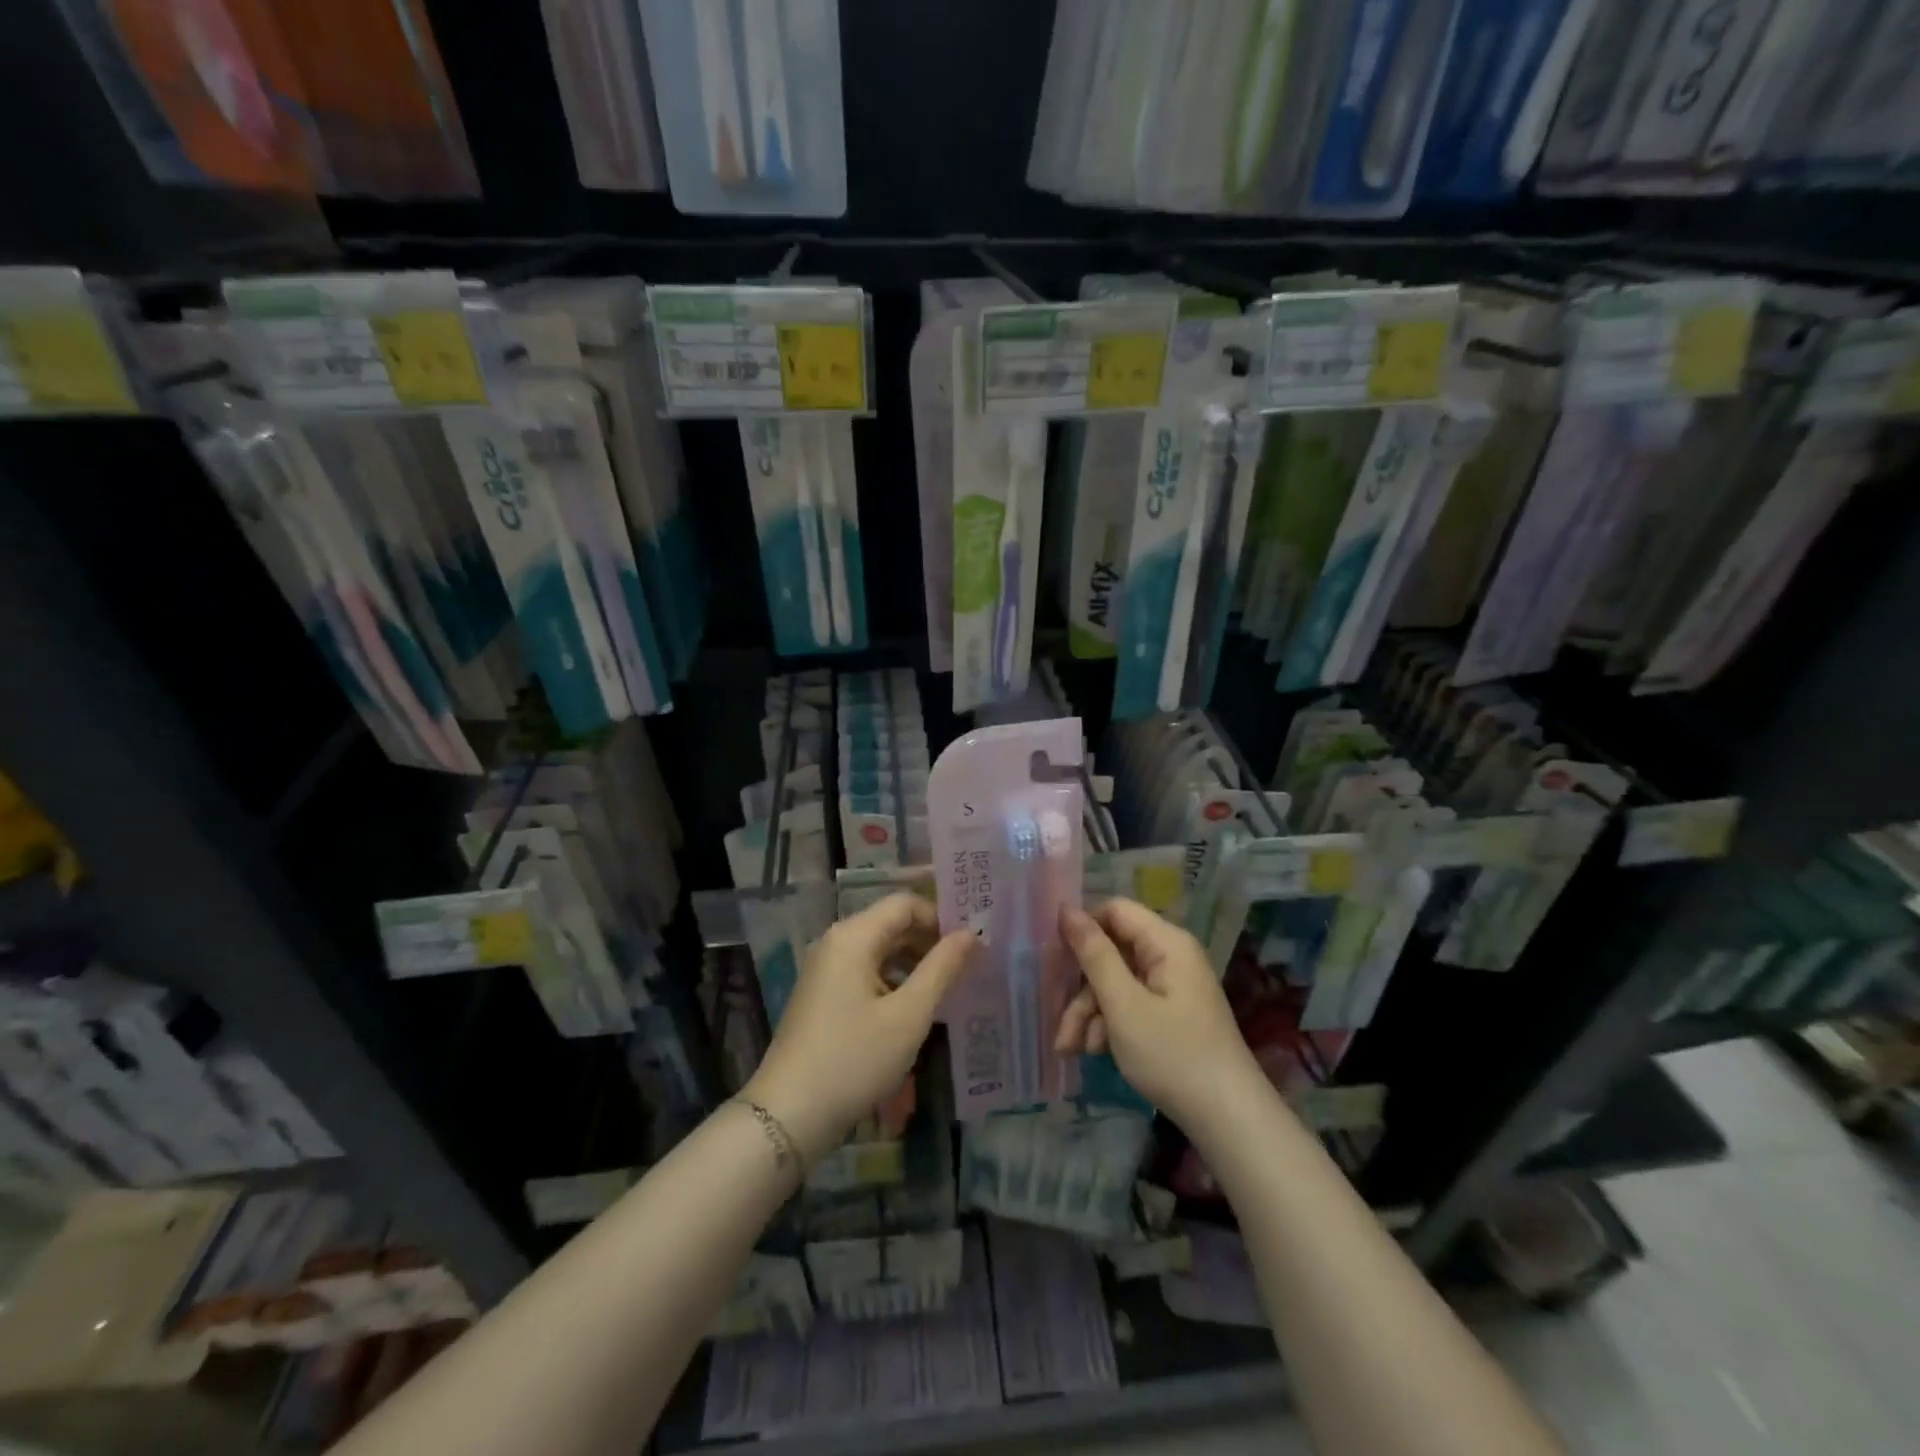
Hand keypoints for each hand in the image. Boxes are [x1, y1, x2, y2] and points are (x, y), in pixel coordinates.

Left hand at [744, 894, 972, 1164]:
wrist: (788, 1115)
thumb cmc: (854, 1059)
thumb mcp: (909, 1016)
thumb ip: (942, 968)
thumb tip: (970, 934)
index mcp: (853, 936)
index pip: (905, 904)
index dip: (940, 917)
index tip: (971, 943)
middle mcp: (836, 943)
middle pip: (891, 924)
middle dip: (929, 941)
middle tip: (967, 966)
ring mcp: (825, 970)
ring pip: (879, 951)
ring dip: (913, 963)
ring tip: (946, 990)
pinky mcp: (822, 996)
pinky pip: (865, 973)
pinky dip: (892, 982)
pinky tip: (912, 1011)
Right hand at [1054, 899, 1262, 1131]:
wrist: (1229, 1120)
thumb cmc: (1173, 1056)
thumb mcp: (1123, 1005)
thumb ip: (1094, 955)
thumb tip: (1066, 909)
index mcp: (1166, 943)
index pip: (1115, 910)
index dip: (1083, 929)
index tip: (1055, 959)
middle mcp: (1171, 957)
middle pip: (1113, 952)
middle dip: (1083, 989)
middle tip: (1062, 1026)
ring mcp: (1173, 987)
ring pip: (1118, 983)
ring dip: (1092, 1013)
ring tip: (1073, 1049)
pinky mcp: (1173, 1014)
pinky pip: (1132, 1004)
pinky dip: (1111, 1025)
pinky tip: (1097, 1052)